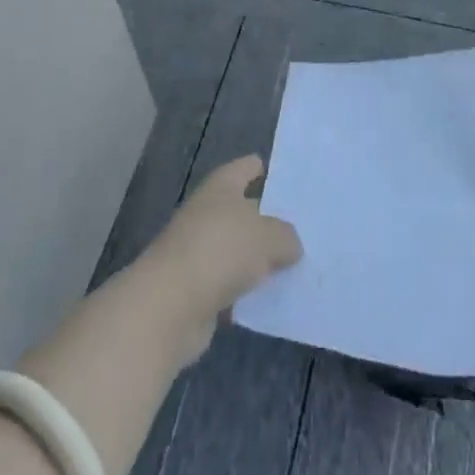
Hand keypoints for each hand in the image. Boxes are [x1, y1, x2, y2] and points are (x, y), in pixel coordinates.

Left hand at [138, 155, 301, 361]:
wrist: (169, 306)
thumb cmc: (220, 251)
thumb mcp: (268, 237)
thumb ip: (286, 236)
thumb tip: (290, 245)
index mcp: (221, 186)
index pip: (246, 168)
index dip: (265, 170)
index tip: (291, 181)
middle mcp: (208, 213)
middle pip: (245, 210)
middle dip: (271, 220)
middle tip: (305, 228)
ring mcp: (199, 251)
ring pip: (239, 250)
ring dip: (260, 259)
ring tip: (297, 265)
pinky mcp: (197, 289)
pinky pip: (232, 284)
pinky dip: (248, 291)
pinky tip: (274, 298)